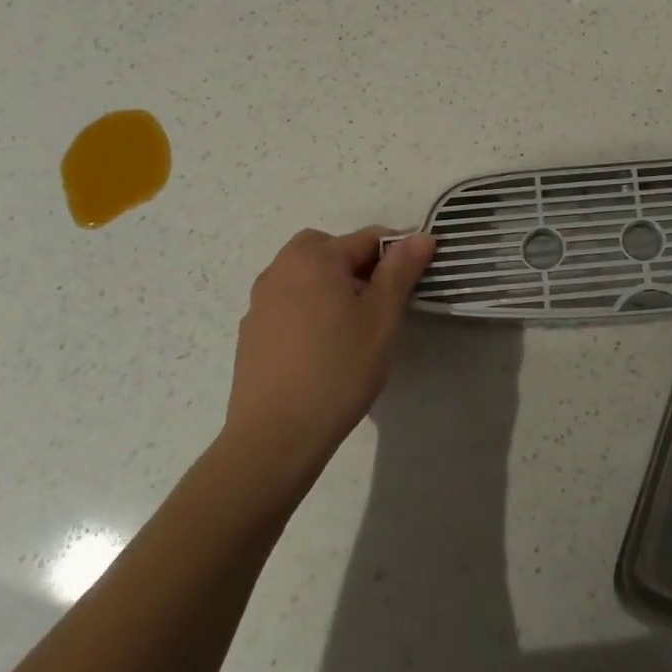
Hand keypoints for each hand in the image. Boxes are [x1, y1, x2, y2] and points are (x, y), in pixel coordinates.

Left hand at [225, 226, 434, 464]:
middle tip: (380, 298)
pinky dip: (309, 308)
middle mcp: (281, 269)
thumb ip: (401, 271)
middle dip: (357, 263)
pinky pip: (288, 302)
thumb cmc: (339, 369)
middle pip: (328, 248)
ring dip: (331, 284)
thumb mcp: (382, 317)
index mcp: (315, 258)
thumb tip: (420, 237)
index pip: (367, 238)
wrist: (276, 435)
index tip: (415, 280)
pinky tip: (322, 346)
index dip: (397, 253)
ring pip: (305, 275)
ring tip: (353, 324)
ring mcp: (261, 301)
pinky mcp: (251, 331)